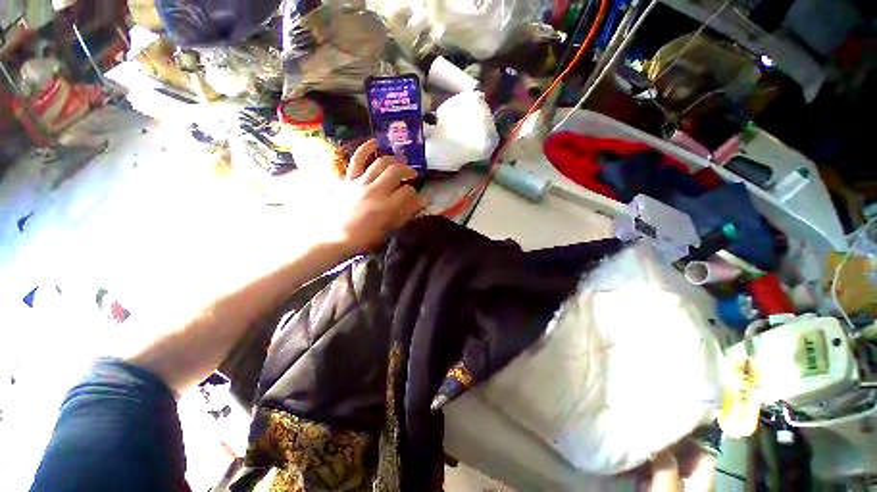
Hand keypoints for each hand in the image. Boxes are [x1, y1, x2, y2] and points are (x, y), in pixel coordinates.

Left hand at [324, 139, 425, 254]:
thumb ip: (405, 214)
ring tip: (400, 162)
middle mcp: (375, 191)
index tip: (416, 195)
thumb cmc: (363, 238)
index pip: (407, 191)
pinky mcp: (348, 179)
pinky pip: (357, 159)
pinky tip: (375, 142)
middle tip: (412, 174)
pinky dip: (366, 148)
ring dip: (393, 160)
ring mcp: (360, 182)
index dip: (415, 192)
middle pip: (396, 171)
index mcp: (386, 207)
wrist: (333, 237)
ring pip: (381, 162)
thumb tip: (422, 201)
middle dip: (408, 170)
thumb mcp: (387, 230)